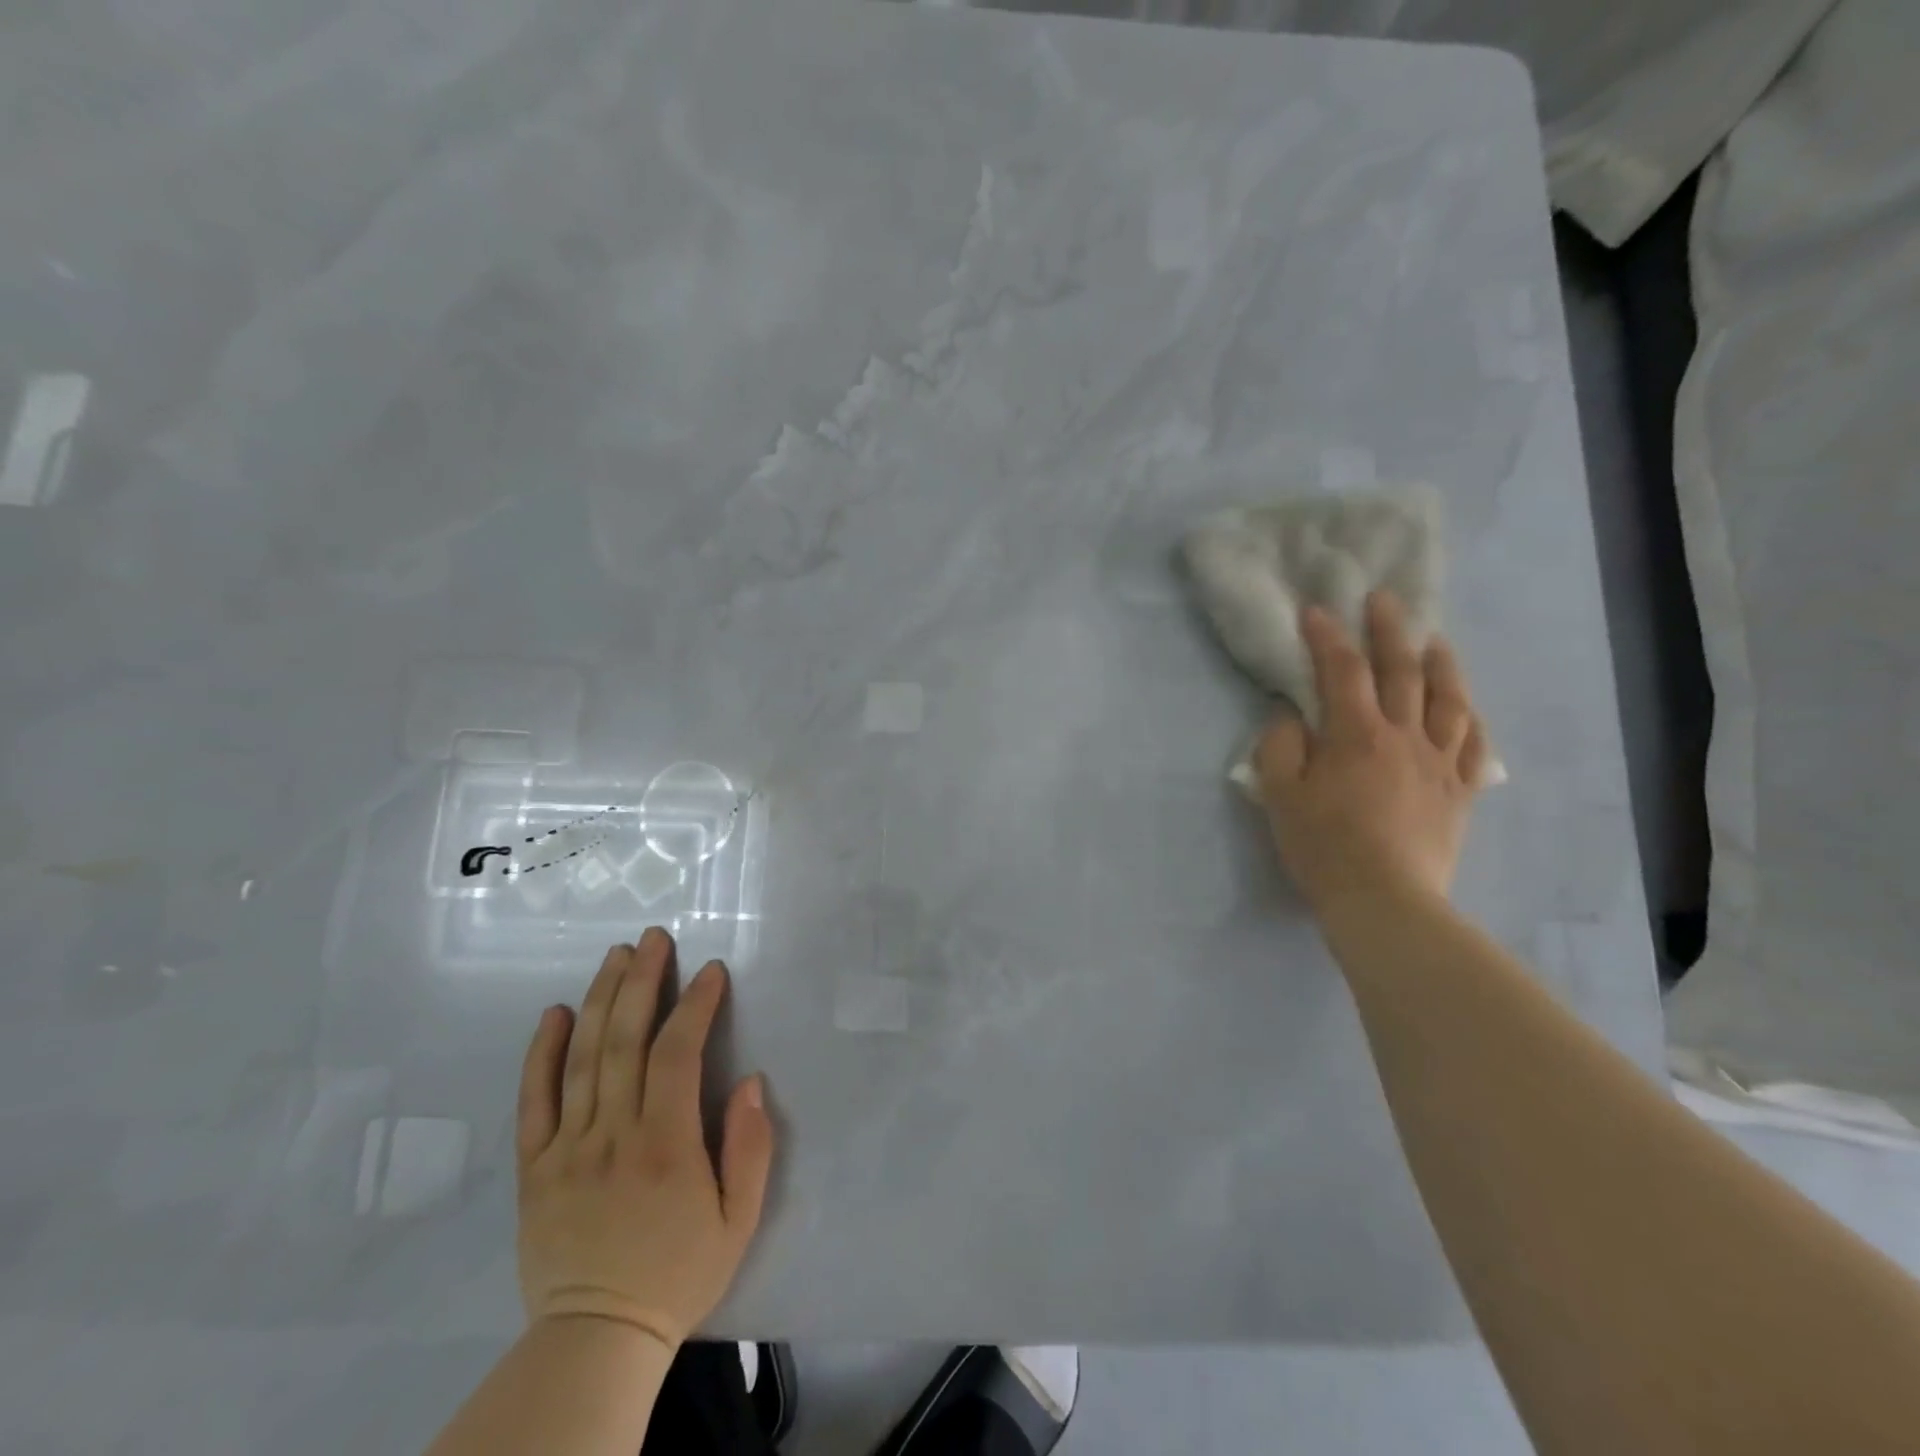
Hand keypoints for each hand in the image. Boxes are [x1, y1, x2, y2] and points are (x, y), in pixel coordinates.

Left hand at [515, 927, 773, 1349]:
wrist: (596, 1339)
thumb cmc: (678, 1273)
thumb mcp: (739, 1220)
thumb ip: (750, 1148)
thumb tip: (750, 1082)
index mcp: (666, 1145)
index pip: (677, 1054)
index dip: (695, 1005)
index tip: (710, 971)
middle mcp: (613, 1135)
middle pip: (625, 1040)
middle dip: (642, 981)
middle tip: (654, 938)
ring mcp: (567, 1148)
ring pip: (582, 1058)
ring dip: (601, 999)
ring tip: (616, 956)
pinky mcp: (534, 1168)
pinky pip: (534, 1101)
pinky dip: (542, 1053)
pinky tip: (554, 1013)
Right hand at [1254, 591, 1487, 910]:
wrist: (1384, 901)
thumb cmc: (1322, 845)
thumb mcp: (1279, 795)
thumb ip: (1280, 747)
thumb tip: (1291, 716)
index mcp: (1356, 734)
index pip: (1342, 671)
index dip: (1327, 637)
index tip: (1315, 610)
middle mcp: (1404, 737)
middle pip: (1402, 672)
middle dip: (1390, 631)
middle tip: (1384, 600)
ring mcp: (1439, 764)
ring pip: (1449, 701)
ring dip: (1442, 665)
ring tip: (1435, 641)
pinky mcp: (1459, 794)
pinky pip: (1474, 748)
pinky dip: (1472, 721)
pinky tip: (1467, 709)